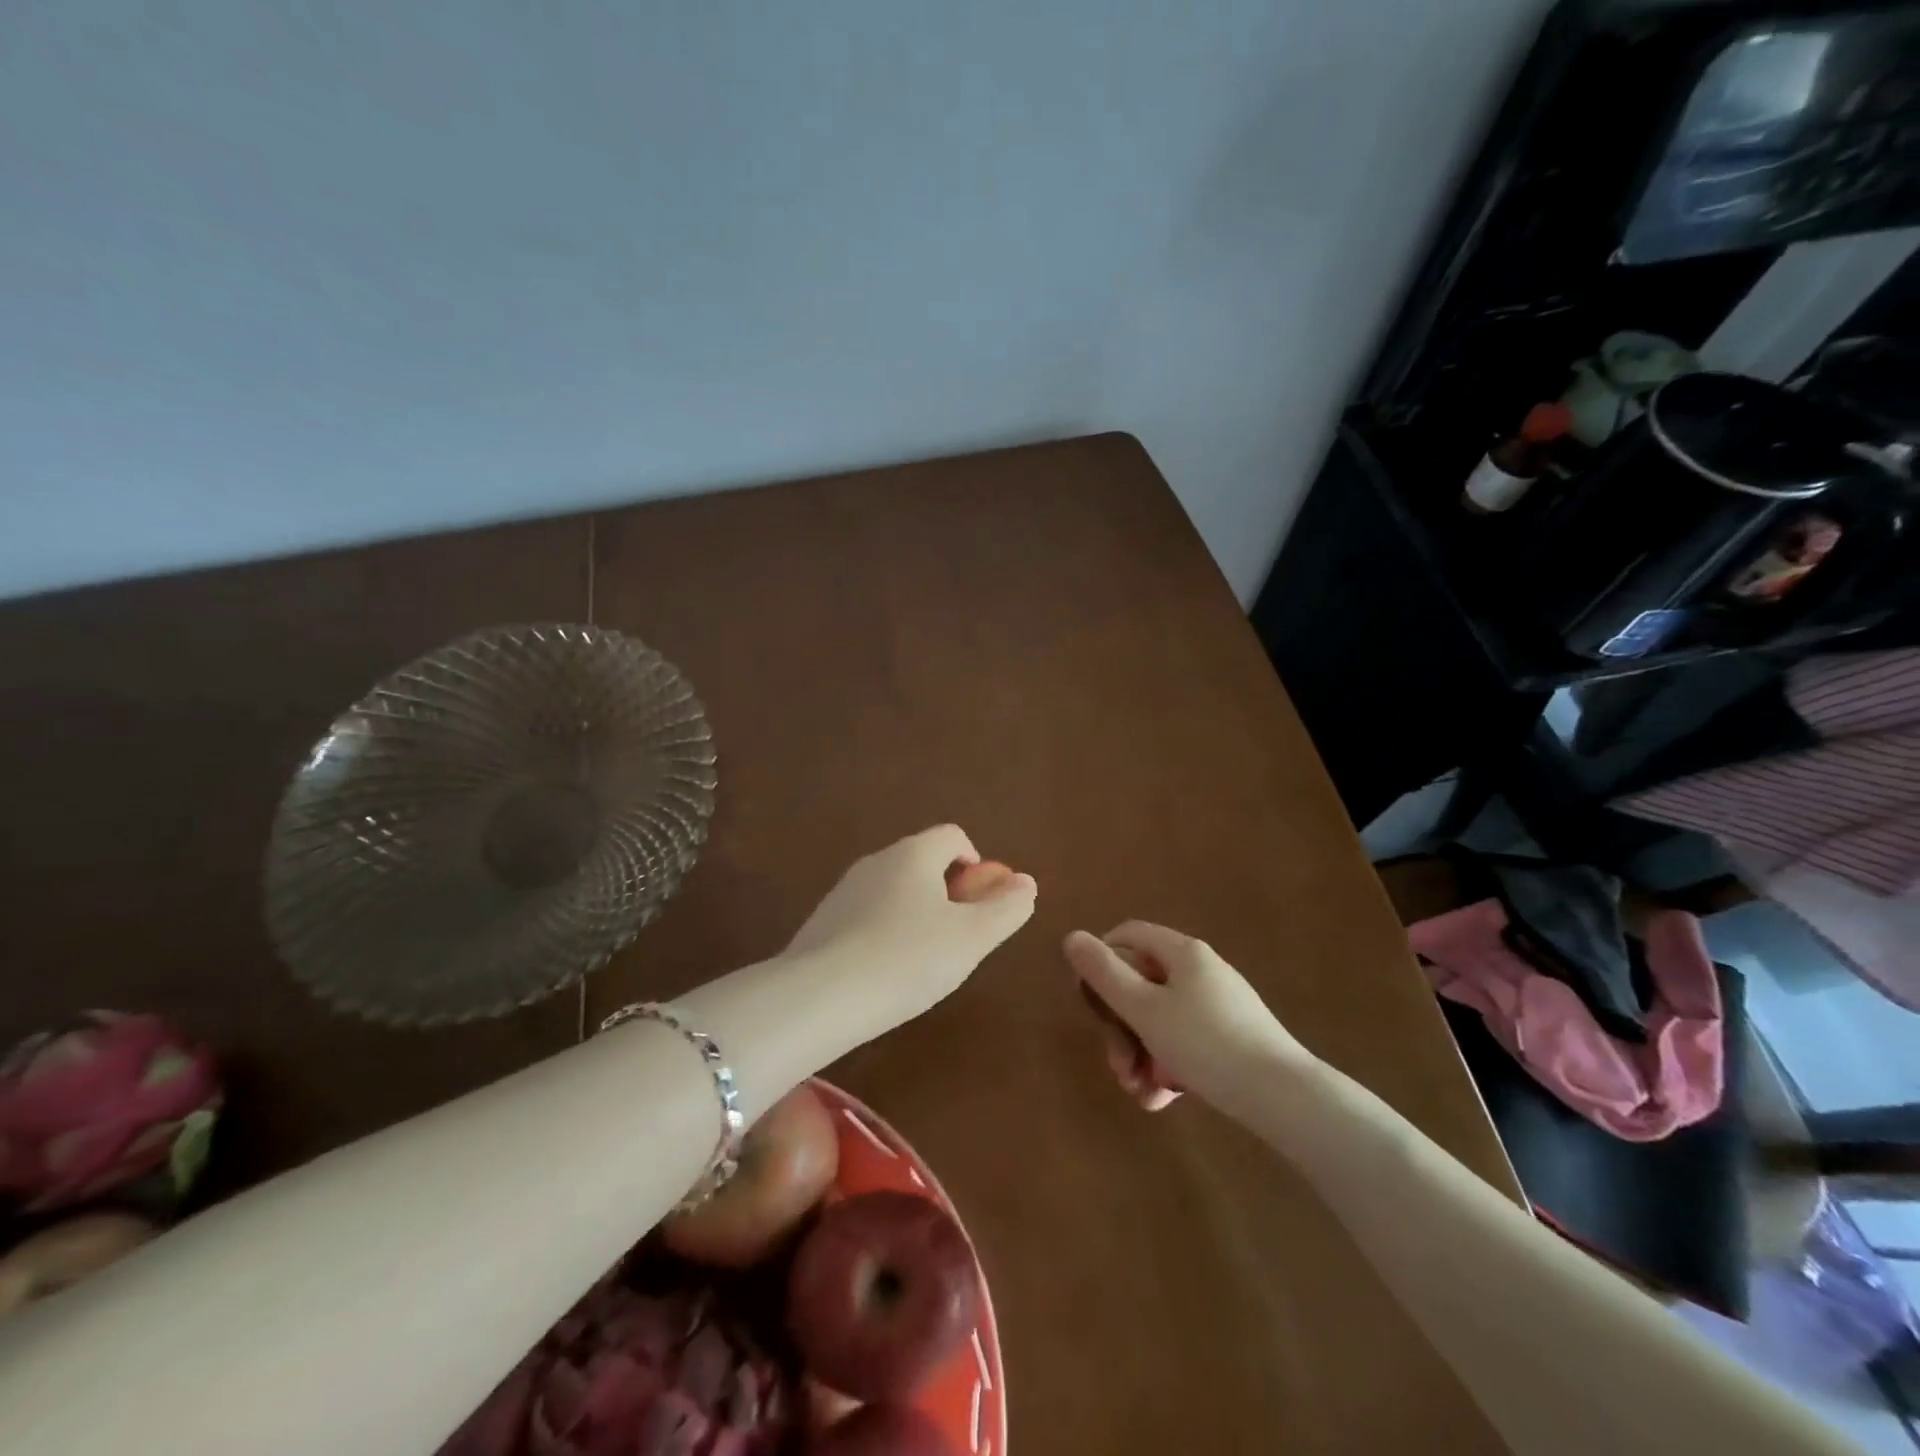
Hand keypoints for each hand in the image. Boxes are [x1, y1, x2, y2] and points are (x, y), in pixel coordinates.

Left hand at [783, 825, 1036, 1020]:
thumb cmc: (907, 960)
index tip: (980, 906)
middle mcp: (877, 860)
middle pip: (924, 862)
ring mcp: (845, 889)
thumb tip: (1026, 883)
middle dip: (948, 893)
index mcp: (914, 854)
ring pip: (895, 890)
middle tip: (957, 939)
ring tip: (922, 962)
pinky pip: (868, 914)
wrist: (818, 998)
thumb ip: (1006, 909)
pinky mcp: (824, 920)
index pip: (953, 836)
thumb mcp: (971, 938)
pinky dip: (886, 933)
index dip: (976, 864)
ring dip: (917, 914)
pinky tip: (885, 973)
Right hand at [1063, 922, 1312, 1111]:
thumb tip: (1072, 937)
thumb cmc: (1206, 1044)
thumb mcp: (1144, 1010)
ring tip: (1139, 1093)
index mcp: (1182, 952)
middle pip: (1141, 984)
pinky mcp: (1231, 1037)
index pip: (1127, 935)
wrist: (1285, 1098)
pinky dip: (1167, 1065)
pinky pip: (1185, 1041)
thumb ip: (1105, 974)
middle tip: (1116, 1064)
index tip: (1088, 1000)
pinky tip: (1161, 1099)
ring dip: (1140, 1053)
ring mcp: (1218, 1004)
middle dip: (1120, 1027)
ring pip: (1160, 1019)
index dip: (1100, 960)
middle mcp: (1200, 971)